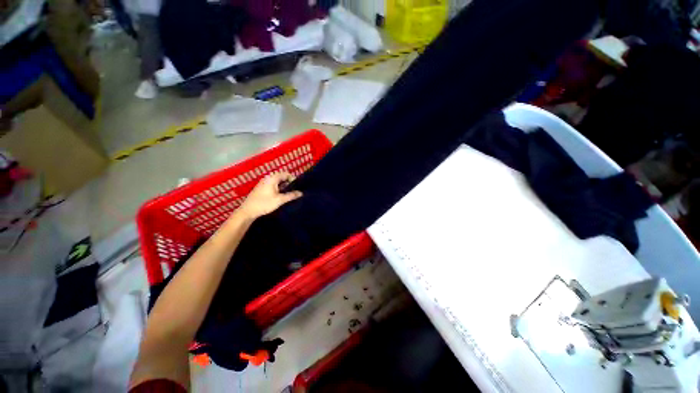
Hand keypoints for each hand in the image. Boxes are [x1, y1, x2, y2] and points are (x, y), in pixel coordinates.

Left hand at [238, 172, 302, 219]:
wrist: (248, 211)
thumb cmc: (264, 204)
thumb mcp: (280, 200)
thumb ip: (291, 195)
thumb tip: (301, 193)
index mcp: (272, 178)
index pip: (286, 174)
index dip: (293, 179)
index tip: (298, 187)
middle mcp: (267, 178)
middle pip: (281, 177)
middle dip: (289, 183)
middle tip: (295, 191)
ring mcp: (263, 183)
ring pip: (277, 182)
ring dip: (284, 187)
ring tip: (289, 194)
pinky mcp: (261, 188)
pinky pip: (273, 185)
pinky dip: (278, 189)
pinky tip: (281, 196)